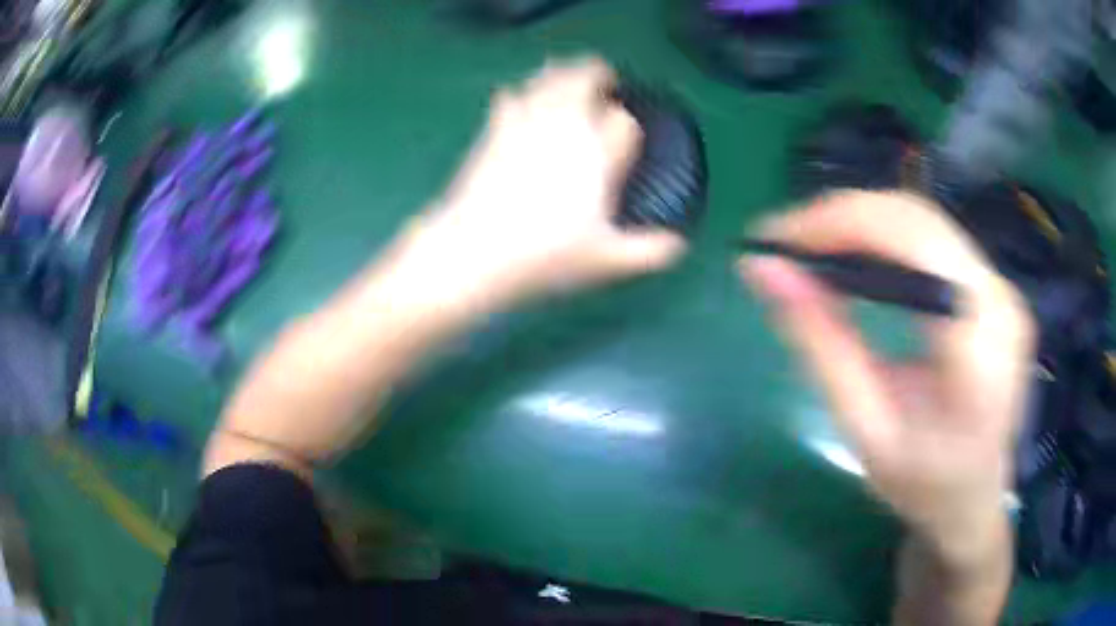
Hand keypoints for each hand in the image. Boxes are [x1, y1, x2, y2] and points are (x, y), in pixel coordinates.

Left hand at [386, 57, 685, 317]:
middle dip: (597, 75)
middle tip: (603, 78)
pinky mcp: (493, 131)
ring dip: (561, 73)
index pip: (624, 123)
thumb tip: (678, 245)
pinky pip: (510, 96)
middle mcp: (565, 128)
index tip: (626, 132)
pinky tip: (517, 96)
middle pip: (585, 81)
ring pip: (548, 80)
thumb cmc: (544, 255)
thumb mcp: (604, 261)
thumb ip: (647, 251)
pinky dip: (519, 92)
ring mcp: (526, 124)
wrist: (473, 251)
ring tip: (566, 74)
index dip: (627, 125)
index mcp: (598, 155)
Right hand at [740, 191, 1035, 561]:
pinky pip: (933, 240)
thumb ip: (821, 345)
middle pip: (917, 218)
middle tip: (786, 243)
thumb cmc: (923, 486)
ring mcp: (1001, 288)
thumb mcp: (866, 430)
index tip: (776, 238)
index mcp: (979, 343)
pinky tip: (854, 261)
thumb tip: (764, 270)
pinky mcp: (993, 289)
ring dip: (860, 224)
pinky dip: (884, 240)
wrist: (973, 501)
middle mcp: (999, 298)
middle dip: (843, 217)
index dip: (841, 222)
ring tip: (810, 251)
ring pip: (923, 220)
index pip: (913, 239)